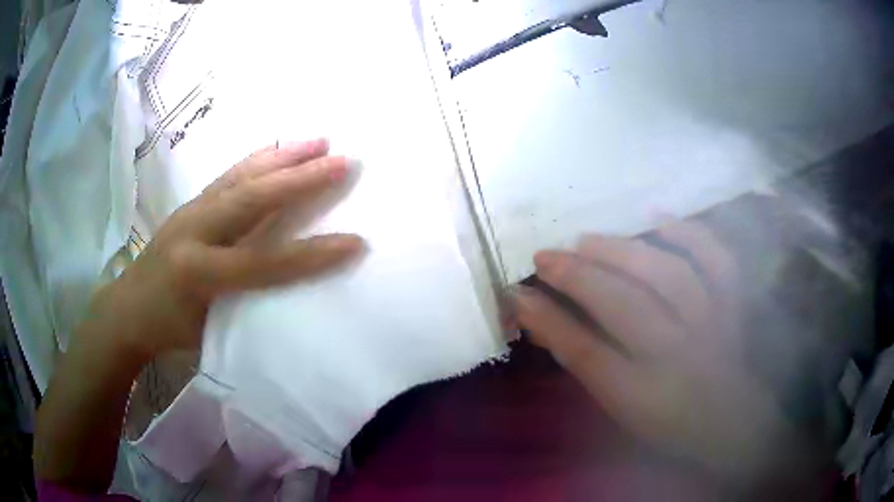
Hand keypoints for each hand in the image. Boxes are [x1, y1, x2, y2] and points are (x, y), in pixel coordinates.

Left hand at [79, 139, 363, 363]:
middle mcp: (193, 231)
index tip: (354, 242)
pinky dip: (257, 160)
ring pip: (240, 177)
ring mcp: (190, 211)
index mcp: (197, 274)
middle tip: (342, 160)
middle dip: (300, 179)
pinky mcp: (190, 203)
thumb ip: (245, 308)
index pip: (263, 264)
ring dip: (282, 157)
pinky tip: (277, 150)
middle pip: (251, 198)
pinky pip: (229, 175)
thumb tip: (288, 291)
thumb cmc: (167, 329)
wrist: (125, 308)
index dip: (310, 256)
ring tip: (318, 141)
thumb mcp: (206, 334)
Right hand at [516, 221, 798, 482]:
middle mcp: (677, 357)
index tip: (517, 292)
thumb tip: (539, 317)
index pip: (586, 353)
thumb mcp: (617, 407)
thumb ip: (583, 361)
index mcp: (642, 395)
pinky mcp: (732, 307)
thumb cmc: (666, 423)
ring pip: (668, 277)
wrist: (727, 422)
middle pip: (624, 307)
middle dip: (578, 276)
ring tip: (588, 239)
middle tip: (547, 255)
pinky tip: (660, 218)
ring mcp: (711, 326)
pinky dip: (691, 234)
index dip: (548, 319)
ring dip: (623, 252)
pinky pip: (718, 262)